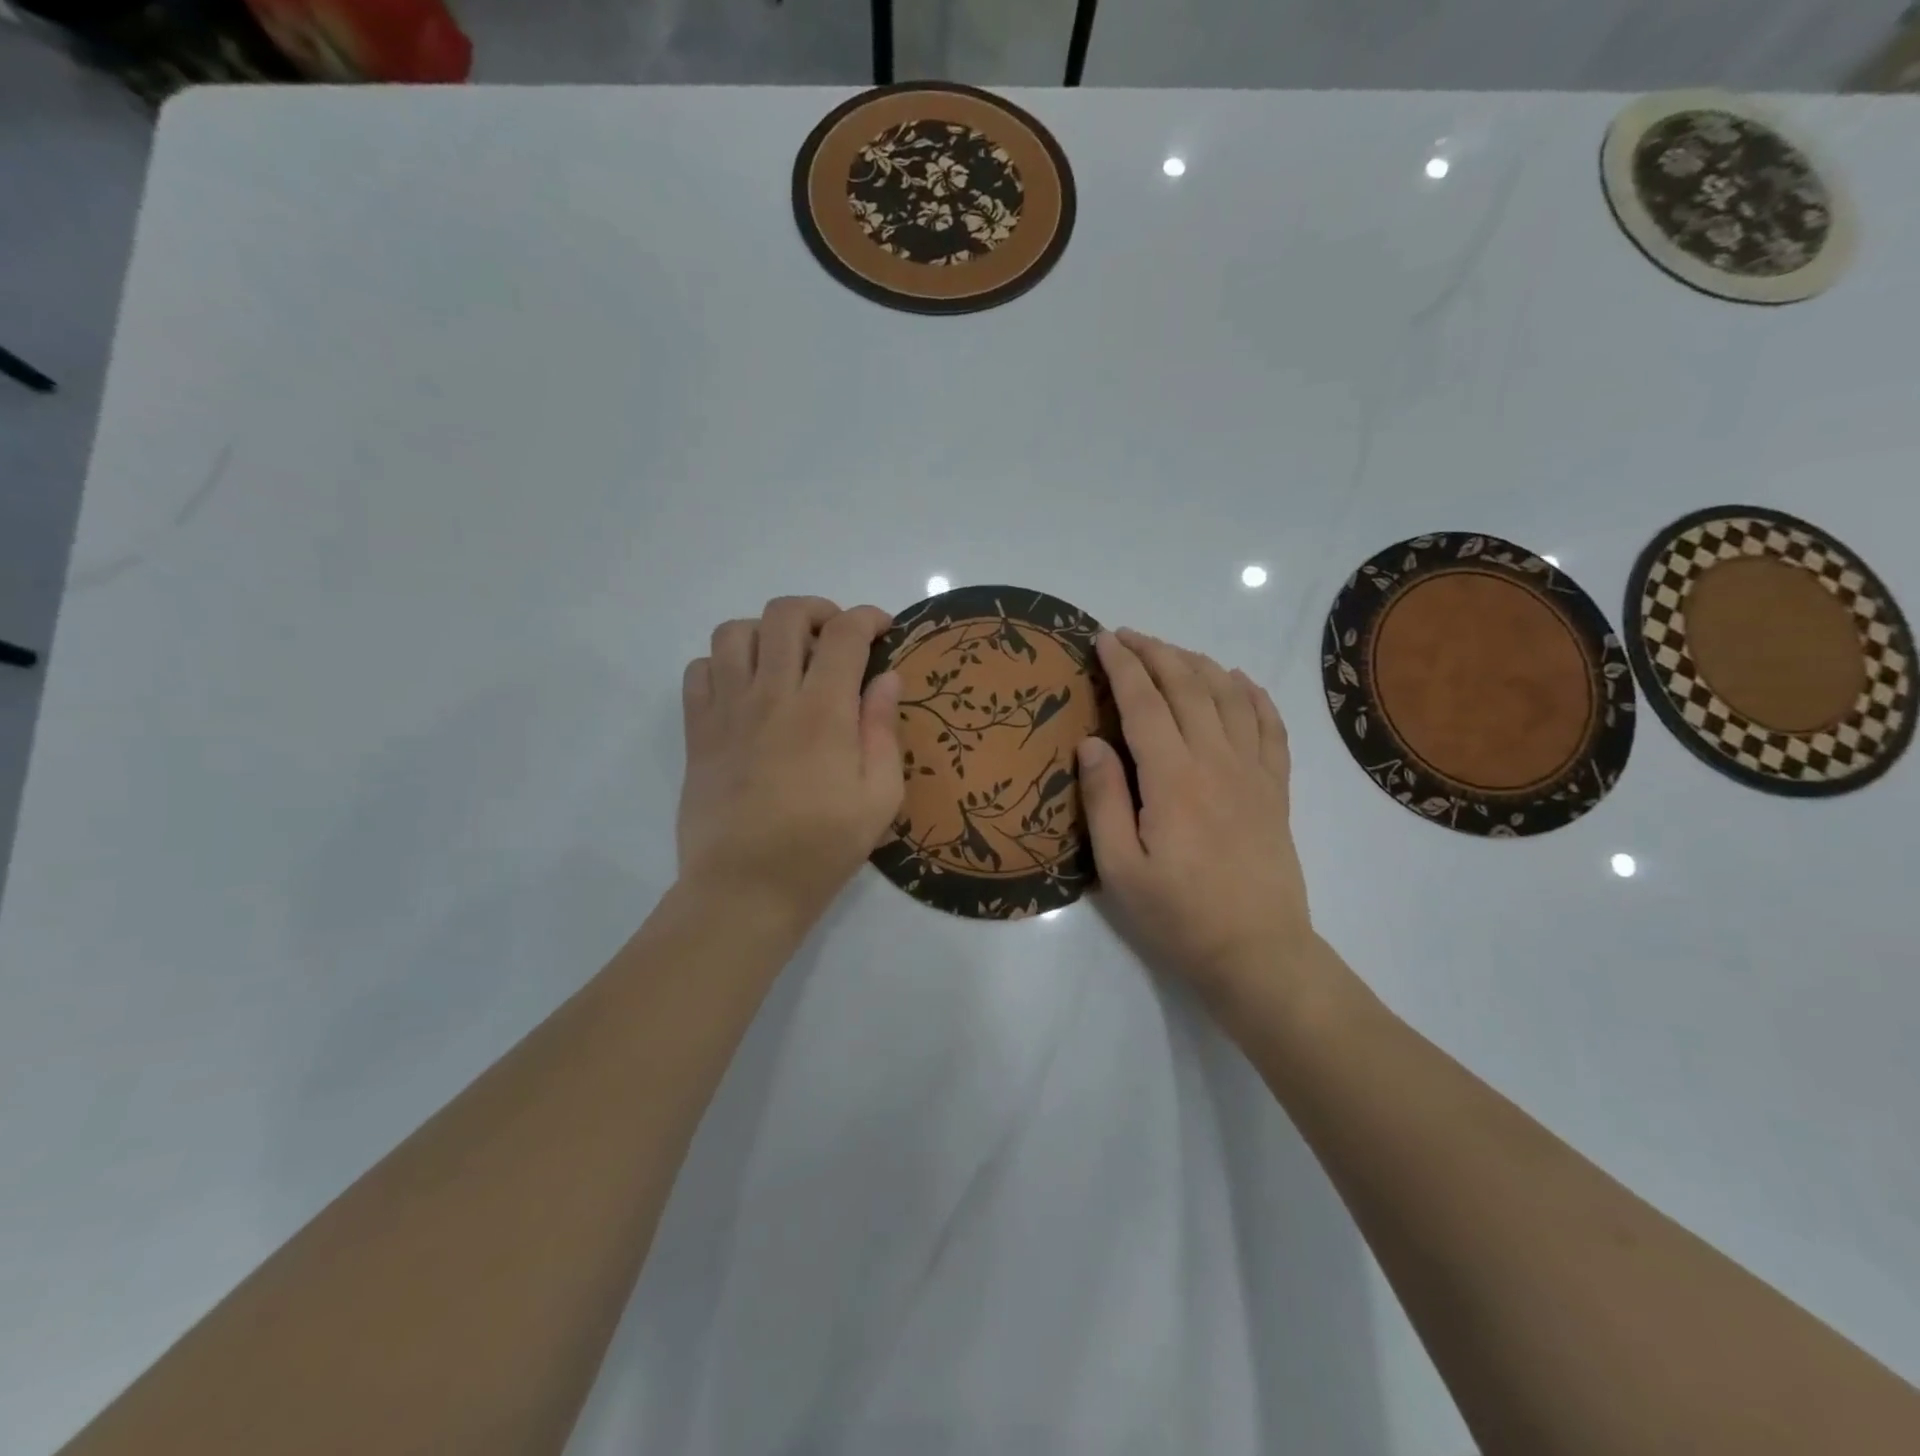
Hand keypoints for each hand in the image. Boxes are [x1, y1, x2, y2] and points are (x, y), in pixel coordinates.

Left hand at [678, 597, 903, 930]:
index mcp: (823, 711)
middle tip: (837, 639)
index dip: (869, 618)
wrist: (745, 889)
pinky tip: (745, 690)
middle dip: (819, 611)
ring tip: (787, 659)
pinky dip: (723, 664)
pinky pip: (699, 670)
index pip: (845, 634)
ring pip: (735, 632)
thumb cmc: (822, 848)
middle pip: (785, 615)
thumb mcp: (879, 798)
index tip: (883, 630)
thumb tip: (886, 678)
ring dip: (767, 632)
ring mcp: (727, 710)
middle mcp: (771, 696)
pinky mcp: (697, 732)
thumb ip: (884, 730)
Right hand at [1077, 629, 1318, 1012]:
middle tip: (1128, 636)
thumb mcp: (1120, 868)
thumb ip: (1104, 799)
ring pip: (1229, 696)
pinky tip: (1240, 681)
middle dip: (1156, 652)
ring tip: (1172, 652)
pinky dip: (1254, 695)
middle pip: (1188, 686)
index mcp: (1173, 778)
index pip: (1144, 702)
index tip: (1103, 639)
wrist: (1257, 953)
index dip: (1123, 665)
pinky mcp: (1276, 789)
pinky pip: (1270, 727)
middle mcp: (1217, 761)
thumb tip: (1091, 741)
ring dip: (1199, 664)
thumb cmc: (1178, 916)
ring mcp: (1254, 772)